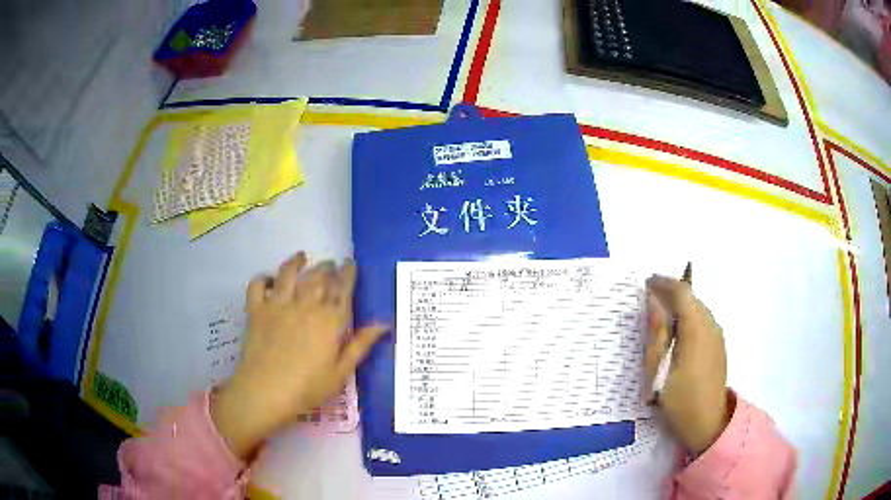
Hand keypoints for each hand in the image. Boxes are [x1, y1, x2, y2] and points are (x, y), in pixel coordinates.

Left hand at [211, 252, 387, 459]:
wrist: (267, 391)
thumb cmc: (308, 387)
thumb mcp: (341, 372)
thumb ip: (361, 344)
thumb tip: (384, 323)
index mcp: (329, 320)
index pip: (342, 288)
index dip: (347, 273)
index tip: (350, 263)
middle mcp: (305, 304)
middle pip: (317, 276)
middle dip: (326, 267)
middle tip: (329, 265)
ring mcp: (278, 304)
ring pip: (288, 273)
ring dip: (296, 262)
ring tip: (301, 257)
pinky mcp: (256, 309)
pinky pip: (258, 285)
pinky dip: (263, 278)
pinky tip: (269, 280)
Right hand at [643, 275, 731, 454]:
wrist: (708, 424)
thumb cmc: (680, 400)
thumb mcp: (659, 371)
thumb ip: (656, 334)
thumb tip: (652, 302)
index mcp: (696, 330)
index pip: (682, 292)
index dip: (664, 282)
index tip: (646, 283)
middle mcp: (711, 326)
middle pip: (691, 298)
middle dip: (671, 293)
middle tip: (649, 300)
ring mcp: (717, 336)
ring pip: (698, 309)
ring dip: (680, 306)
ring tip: (661, 317)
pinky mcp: (719, 346)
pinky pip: (703, 321)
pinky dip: (689, 318)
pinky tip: (677, 336)